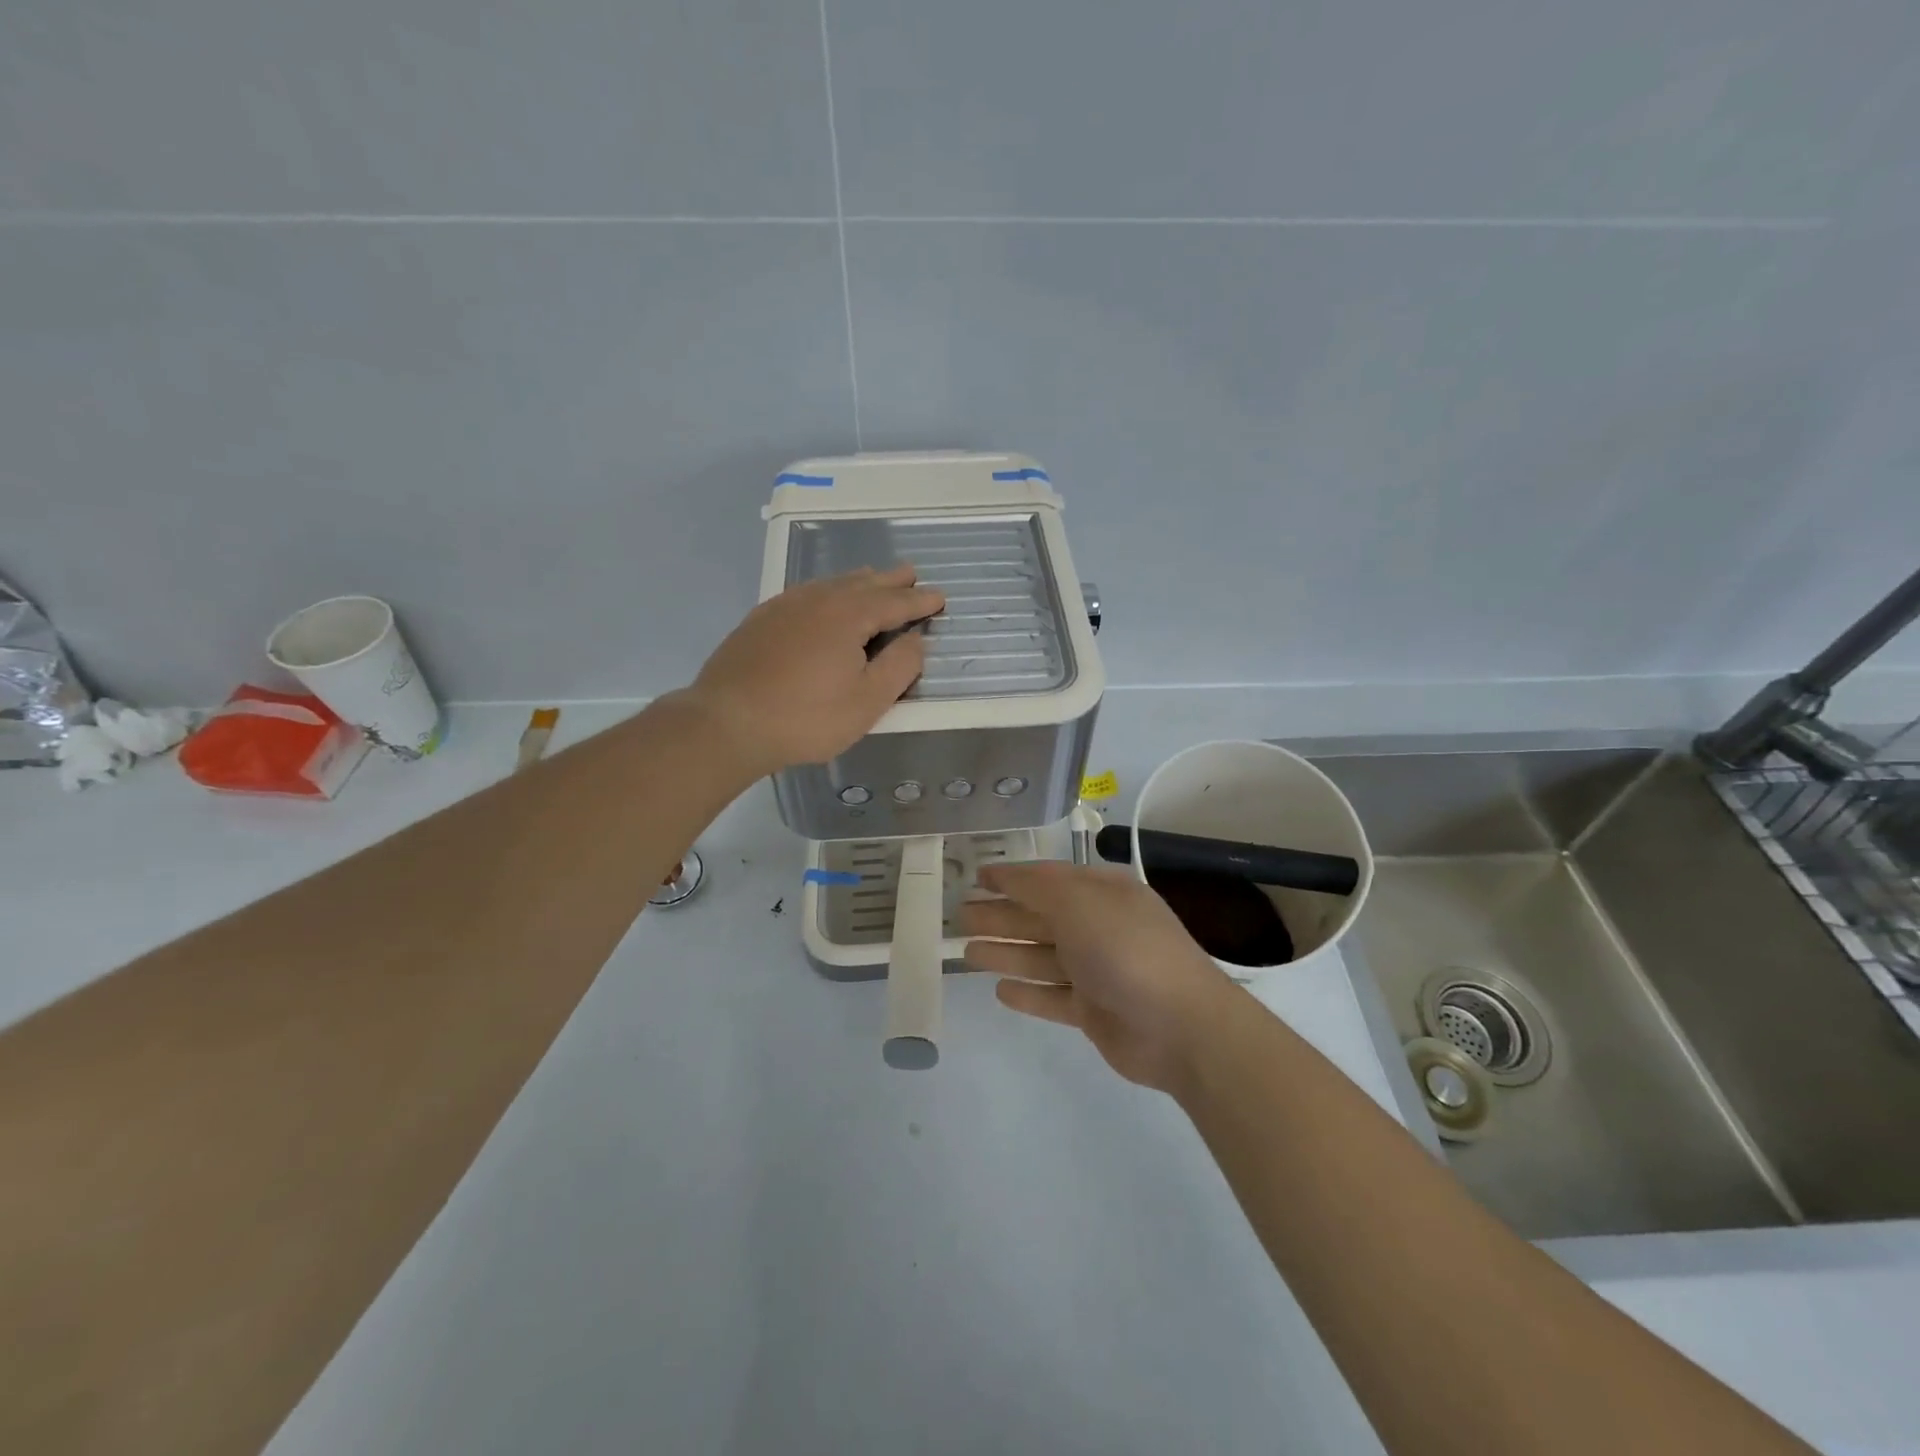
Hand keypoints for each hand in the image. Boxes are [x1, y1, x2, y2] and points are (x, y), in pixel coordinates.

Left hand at [682, 565, 944, 776]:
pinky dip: (827, 591)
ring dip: (859, 581)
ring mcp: (785, 606)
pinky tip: (823, 601)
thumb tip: (916, 639)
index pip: (895, 602)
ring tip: (874, 579)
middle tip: (911, 574)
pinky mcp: (761, 619)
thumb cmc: (806, 717)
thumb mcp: (867, 701)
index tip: (939, 597)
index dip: (920, 600)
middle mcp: (818, 599)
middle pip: (863, 583)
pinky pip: (806, 593)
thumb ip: (899, 666)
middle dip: (891, 580)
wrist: (727, 723)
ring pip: (832, 584)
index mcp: (849, 615)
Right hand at [961, 862, 1237, 1092]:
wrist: (1181, 1026)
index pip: (1048, 878)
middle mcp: (1100, 926)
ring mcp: (1098, 970)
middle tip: (959, 916)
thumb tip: (1003, 875)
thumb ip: (1036, 887)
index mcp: (1103, 892)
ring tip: (965, 952)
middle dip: (1001, 915)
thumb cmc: (1126, 949)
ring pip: (1042, 956)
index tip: (976, 877)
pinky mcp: (1095, 1010)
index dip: (1011, 877)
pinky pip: (1052, 996)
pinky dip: (1028, 992)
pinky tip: (1000, 990)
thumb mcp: (1079, 902)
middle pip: (1040, 917)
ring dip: (1006, 951)